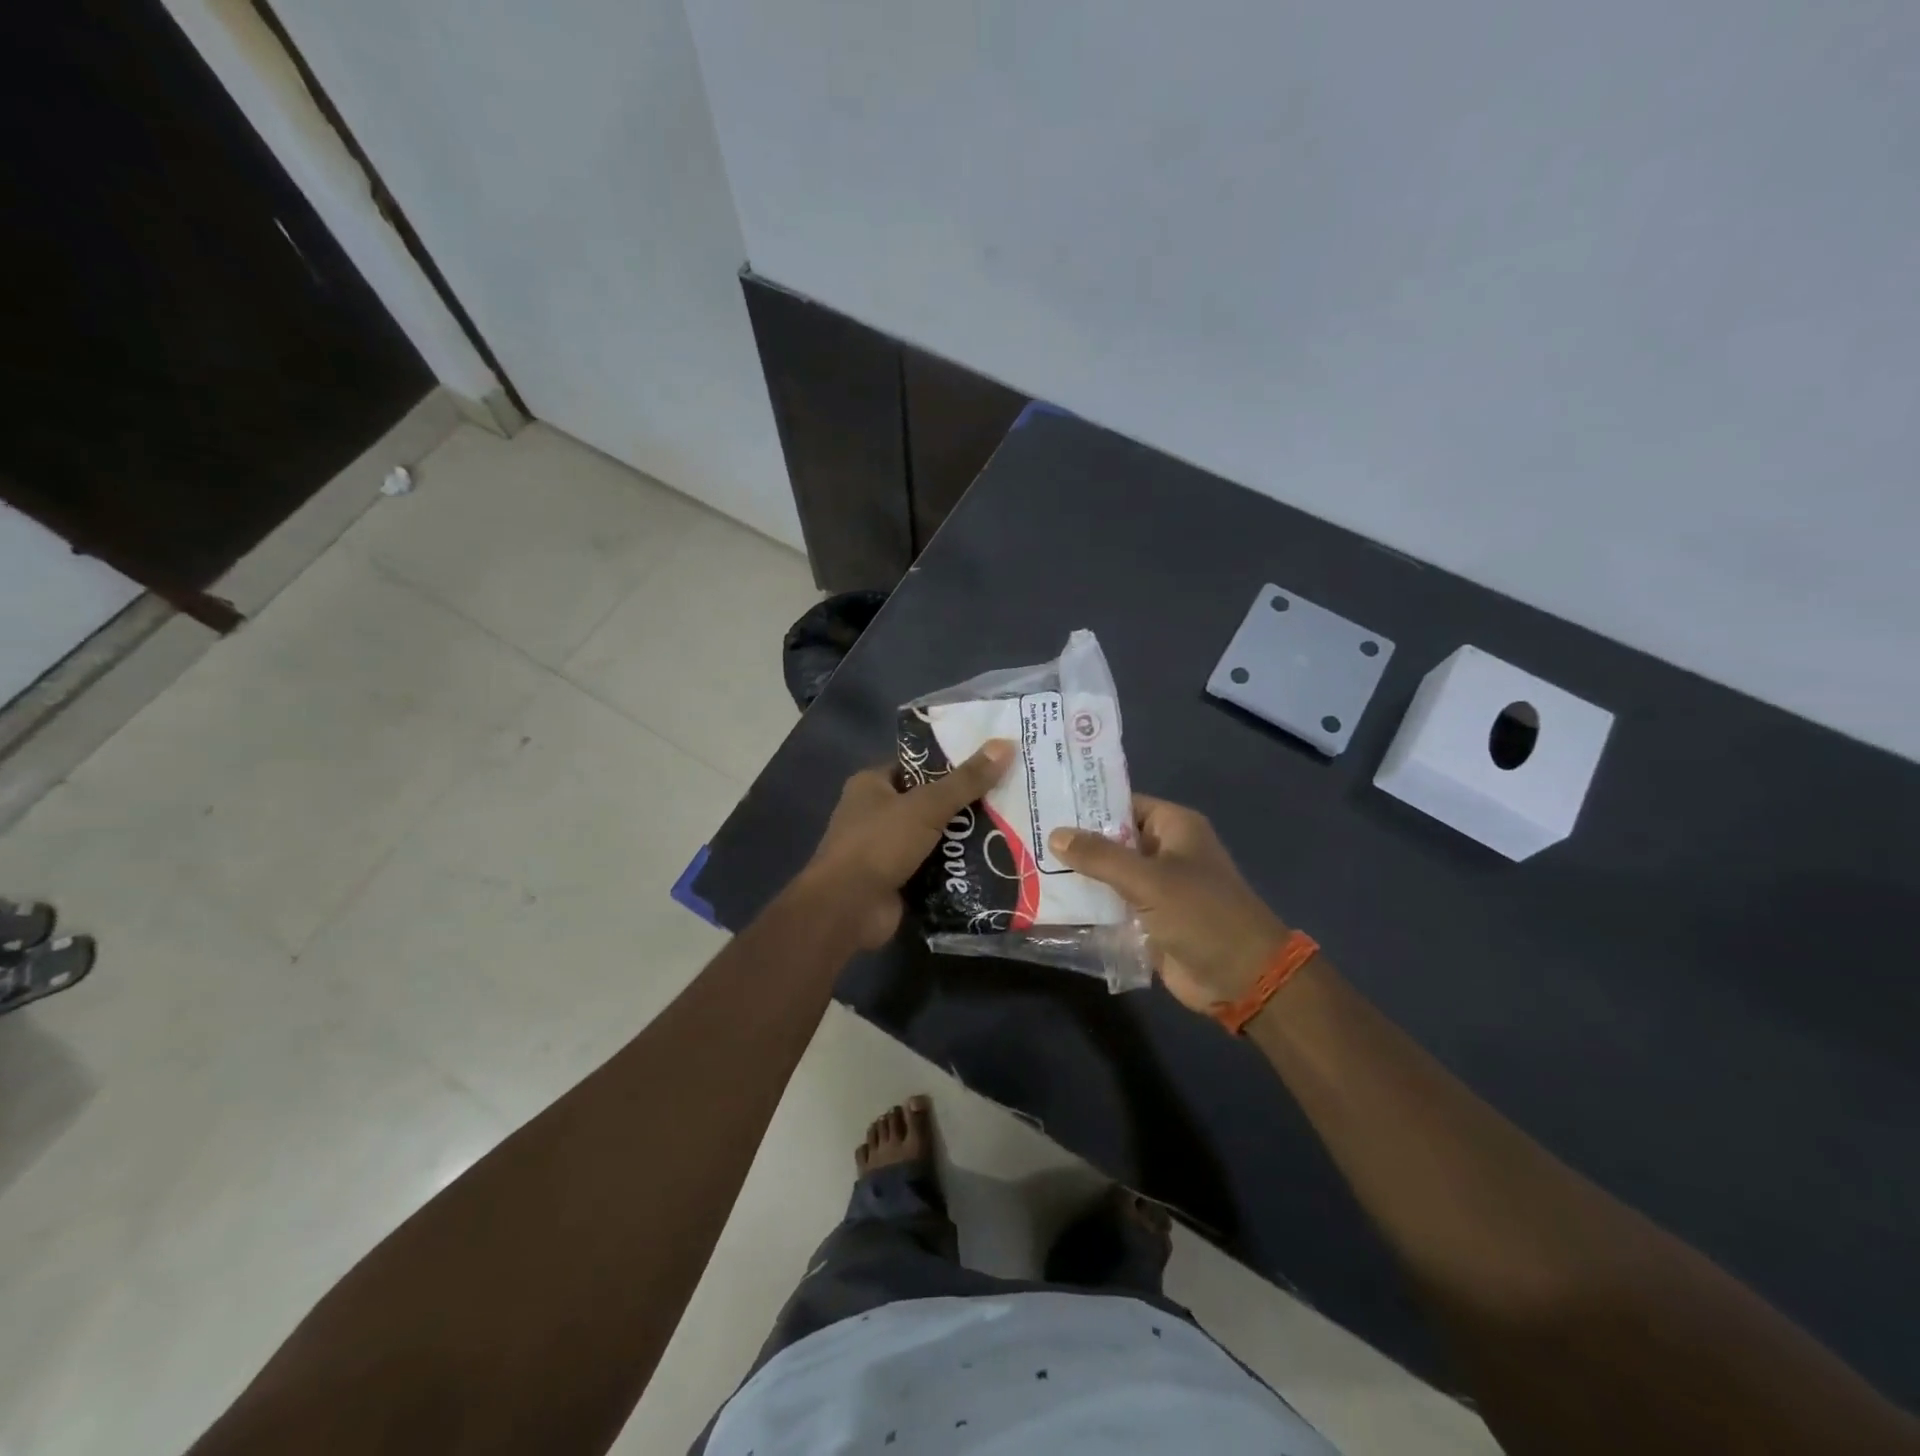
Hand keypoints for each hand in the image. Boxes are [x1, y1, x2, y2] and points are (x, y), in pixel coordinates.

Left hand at [800, 740, 1015, 948]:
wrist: (847, 909)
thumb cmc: (879, 844)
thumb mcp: (926, 806)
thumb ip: (966, 780)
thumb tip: (1006, 745)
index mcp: (872, 785)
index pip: (917, 766)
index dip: (951, 763)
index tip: (990, 762)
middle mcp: (875, 813)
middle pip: (929, 802)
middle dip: (964, 804)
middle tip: (1008, 797)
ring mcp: (884, 849)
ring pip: (933, 836)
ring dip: (963, 838)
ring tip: (1009, 829)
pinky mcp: (896, 880)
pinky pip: (932, 867)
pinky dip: (955, 867)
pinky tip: (991, 864)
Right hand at [1050, 797, 1289, 1014]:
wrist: (1242, 978)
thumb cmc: (1201, 914)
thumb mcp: (1148, 880)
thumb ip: (1100, 856)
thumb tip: (1056, 834)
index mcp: (1174, 828)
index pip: (1123, 803)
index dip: (1087, 803)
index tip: (1045, 802)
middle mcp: (1164, 851)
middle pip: (1112, 839)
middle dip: (1075, 841)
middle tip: (1027, 835)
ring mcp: (1156, 888)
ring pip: (1109, 874)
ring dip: (1078, 875)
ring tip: (1027, 865)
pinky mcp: (1148, 920)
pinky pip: (1112, 905)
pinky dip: (1088, 905)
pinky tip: (1049, 902)